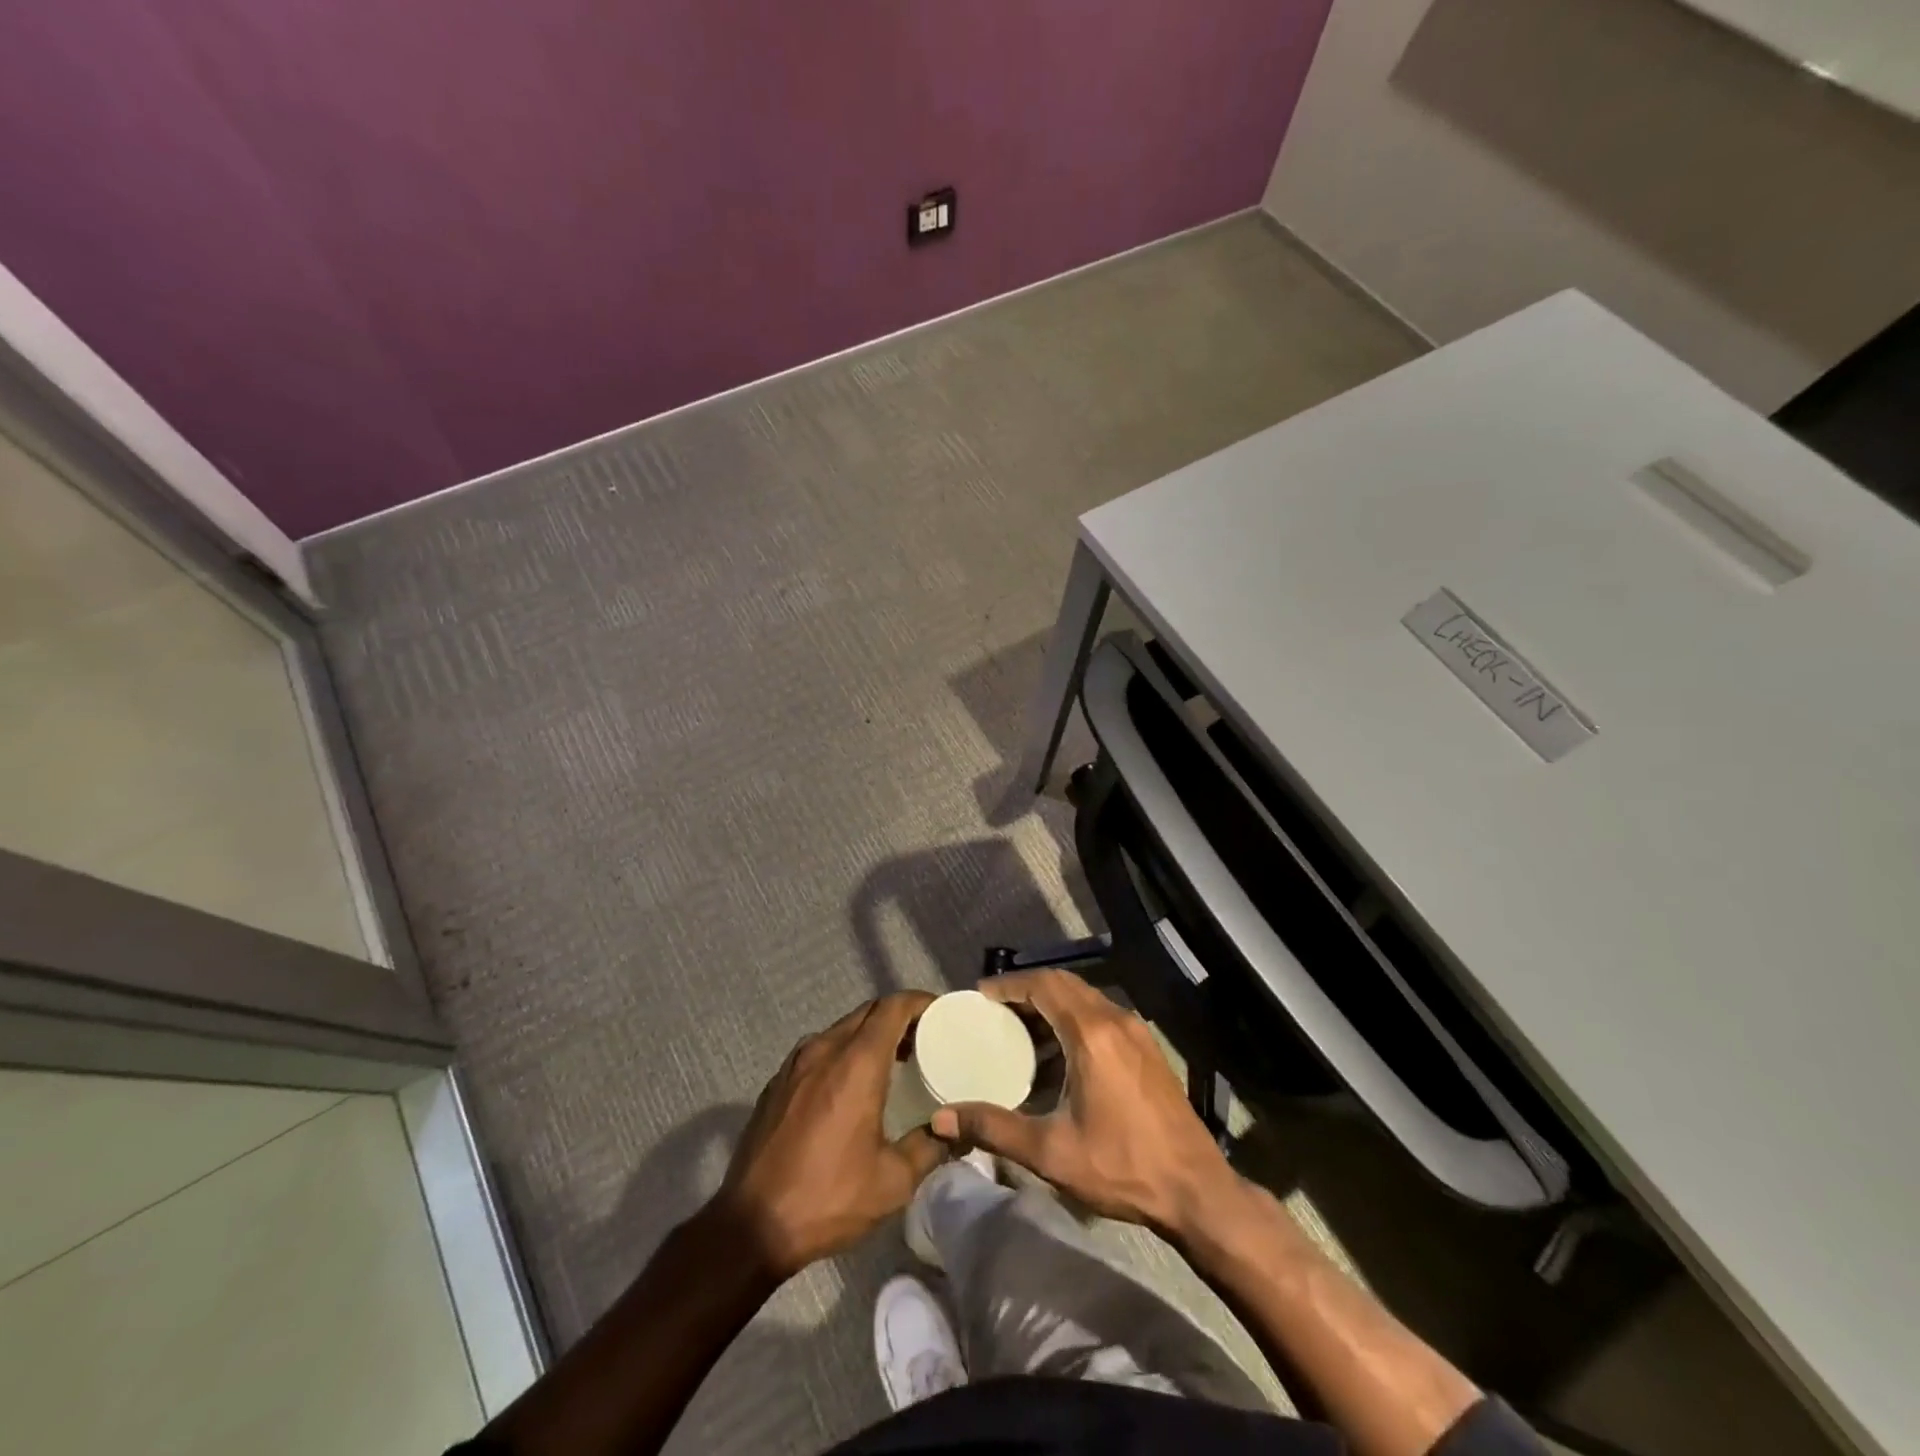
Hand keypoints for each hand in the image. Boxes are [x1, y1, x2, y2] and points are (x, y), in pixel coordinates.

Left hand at [712, 991, 947, 1278]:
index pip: (893, 1007)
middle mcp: (824, 1049)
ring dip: (870, 1035)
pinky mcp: (777, 1082)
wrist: (750, 1227)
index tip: (941, 1014)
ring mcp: (795, 1064)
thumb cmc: (828, 1198)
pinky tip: (851, 1087)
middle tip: (924, 1041)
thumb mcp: (893, 1181)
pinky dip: (844, 1053)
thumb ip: (930, 1146)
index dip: (919, 1003)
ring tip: (893, 1063)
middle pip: (868, 1012)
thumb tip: (958, 1130)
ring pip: (842, 1029)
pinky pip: (819, 1050)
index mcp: (856, 1062)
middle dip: (898, 1018)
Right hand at [929, 970, 1238, 1238]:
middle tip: (995, 1010)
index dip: (1010, 985)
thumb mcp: (1051, 1152)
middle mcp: (1115, 1019)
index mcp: (1091, 1033)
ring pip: (1085, 998)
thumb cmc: (1122, 1166)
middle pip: (1065, 984)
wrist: (1196, 1189)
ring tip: (1021, 1030)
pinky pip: (1102, 1015)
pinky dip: (1074, 1018)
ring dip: (1052, 1003)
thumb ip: (994, 1129)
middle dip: (1028, 989)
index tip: (981, 994)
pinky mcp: (1147, 1048)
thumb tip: (940, 1120)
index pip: (1044, 985)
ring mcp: (1136, 1032)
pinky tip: (1060, 1053)